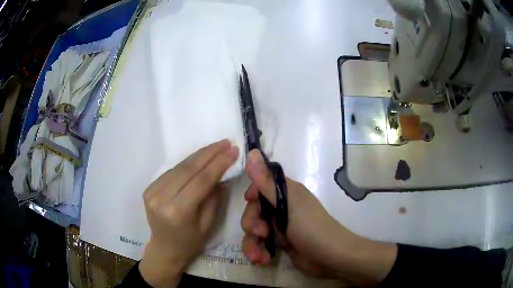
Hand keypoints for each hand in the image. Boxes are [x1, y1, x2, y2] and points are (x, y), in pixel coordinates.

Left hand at [139, 140, 238, 286]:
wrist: (165, 248)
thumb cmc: (190, 242)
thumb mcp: (208, 224)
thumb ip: (214, 197)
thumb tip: (222, 173)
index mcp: (178, 212)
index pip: (201, 180)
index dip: (218, 163)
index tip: (233, 150)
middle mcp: (162, 198)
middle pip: (188, 169)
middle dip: (209, 153)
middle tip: (226, 142)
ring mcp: (152, 192)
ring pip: (179, 167)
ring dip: (198, 155)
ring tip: (215, 146)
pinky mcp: (148, 189)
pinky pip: (171, 172)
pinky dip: (186, 164)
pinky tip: (199, 158)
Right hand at [241, 150, 396, 285]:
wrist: (331, 257)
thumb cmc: (311, 228)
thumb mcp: (287, 204)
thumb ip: (267, 182)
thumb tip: (252, 152)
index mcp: (286, 193)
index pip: (261, 185)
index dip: (252, 194)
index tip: (249, 201)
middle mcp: (282, 207)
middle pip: (255, 210)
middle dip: (251, 224)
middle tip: (259, 233)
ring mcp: (281, 226)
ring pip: (255, 230)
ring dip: (251, 243)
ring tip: (256, 256)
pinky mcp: (281, 242)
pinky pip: (261, 244)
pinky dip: (258, 252)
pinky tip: (262, 260)